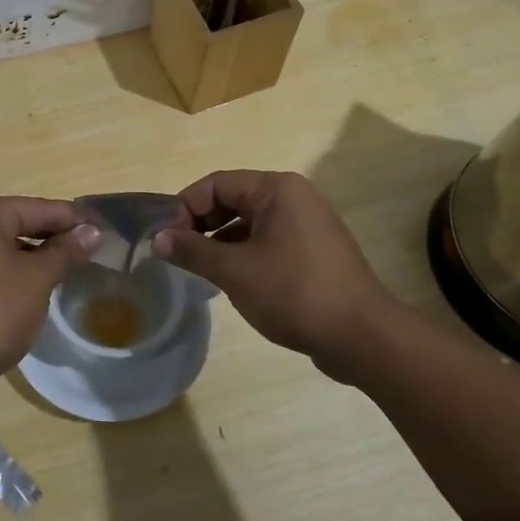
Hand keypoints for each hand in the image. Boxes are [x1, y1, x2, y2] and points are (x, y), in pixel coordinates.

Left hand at [0, 197, 100, 418]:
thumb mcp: (37, 279)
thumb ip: (66, 251)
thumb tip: (92, 231)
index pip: (39, 208)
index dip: (74, 219)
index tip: (105, 229)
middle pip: (19, 224)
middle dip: (54, 238)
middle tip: (92, 252)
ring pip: (3, 248)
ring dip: (34, 258)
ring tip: (69, 271)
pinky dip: (12, 274)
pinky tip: (34, 291)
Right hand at [154, 170, 402, 377]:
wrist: (362, 337)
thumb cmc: (294, 293)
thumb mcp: (235, 271)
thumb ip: (192, 251)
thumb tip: (157, 239)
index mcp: (276, 189)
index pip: (216, 184)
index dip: (185, 207)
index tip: (165, 239)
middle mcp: (294, 197)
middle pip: (232, 199)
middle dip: (201, 224)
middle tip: (177, 254)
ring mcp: (307, 224)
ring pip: (249, 222)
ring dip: (220, 242)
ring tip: (198, 270)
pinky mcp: (314, 250)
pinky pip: (268, 240)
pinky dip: (244, 253)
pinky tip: (231, 281)